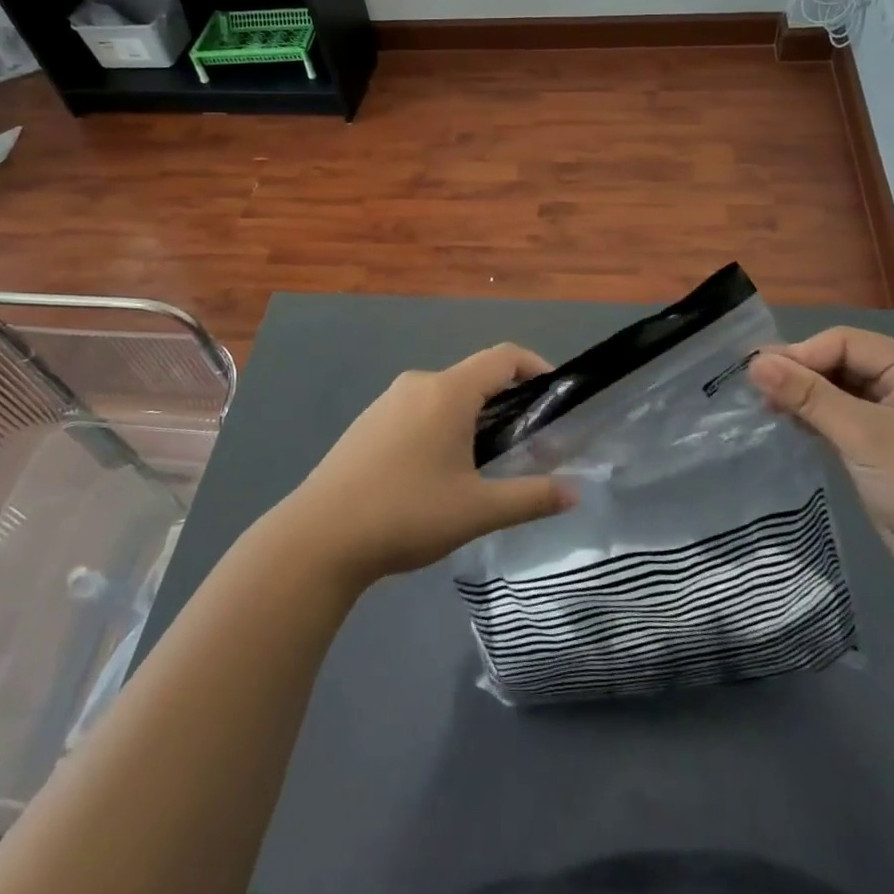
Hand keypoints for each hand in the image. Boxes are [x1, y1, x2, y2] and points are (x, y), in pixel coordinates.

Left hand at [280, 344, 576, 590]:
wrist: (319, 536)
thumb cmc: (406, 514)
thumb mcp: (477, 510)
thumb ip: (530, 497)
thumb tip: (574, 493)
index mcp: (448, 392)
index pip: (503, 357)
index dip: (535, 366)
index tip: (555, 394)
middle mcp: (419, 383)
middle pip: (475, 376)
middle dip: (507, 400)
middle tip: (527, 440)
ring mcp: (388, 400)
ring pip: (445, 395)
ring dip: (473, 415)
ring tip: (485, 461)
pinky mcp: (368, 421)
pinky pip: (419, 409)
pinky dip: (442, 424)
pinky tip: (438, 471)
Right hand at [749, 328, 893, 591]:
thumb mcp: (864, 435)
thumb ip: (809, 395)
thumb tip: (755, 363)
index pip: (843, 341)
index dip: (801, 354)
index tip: (759, 375)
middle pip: (838, 362)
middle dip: (798, 374)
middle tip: (754, 391)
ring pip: (836, 391)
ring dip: (803, 397)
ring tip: (765, 409)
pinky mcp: (882, 448)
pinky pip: (839, 418)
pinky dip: (814, 419)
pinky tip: (789, 426)